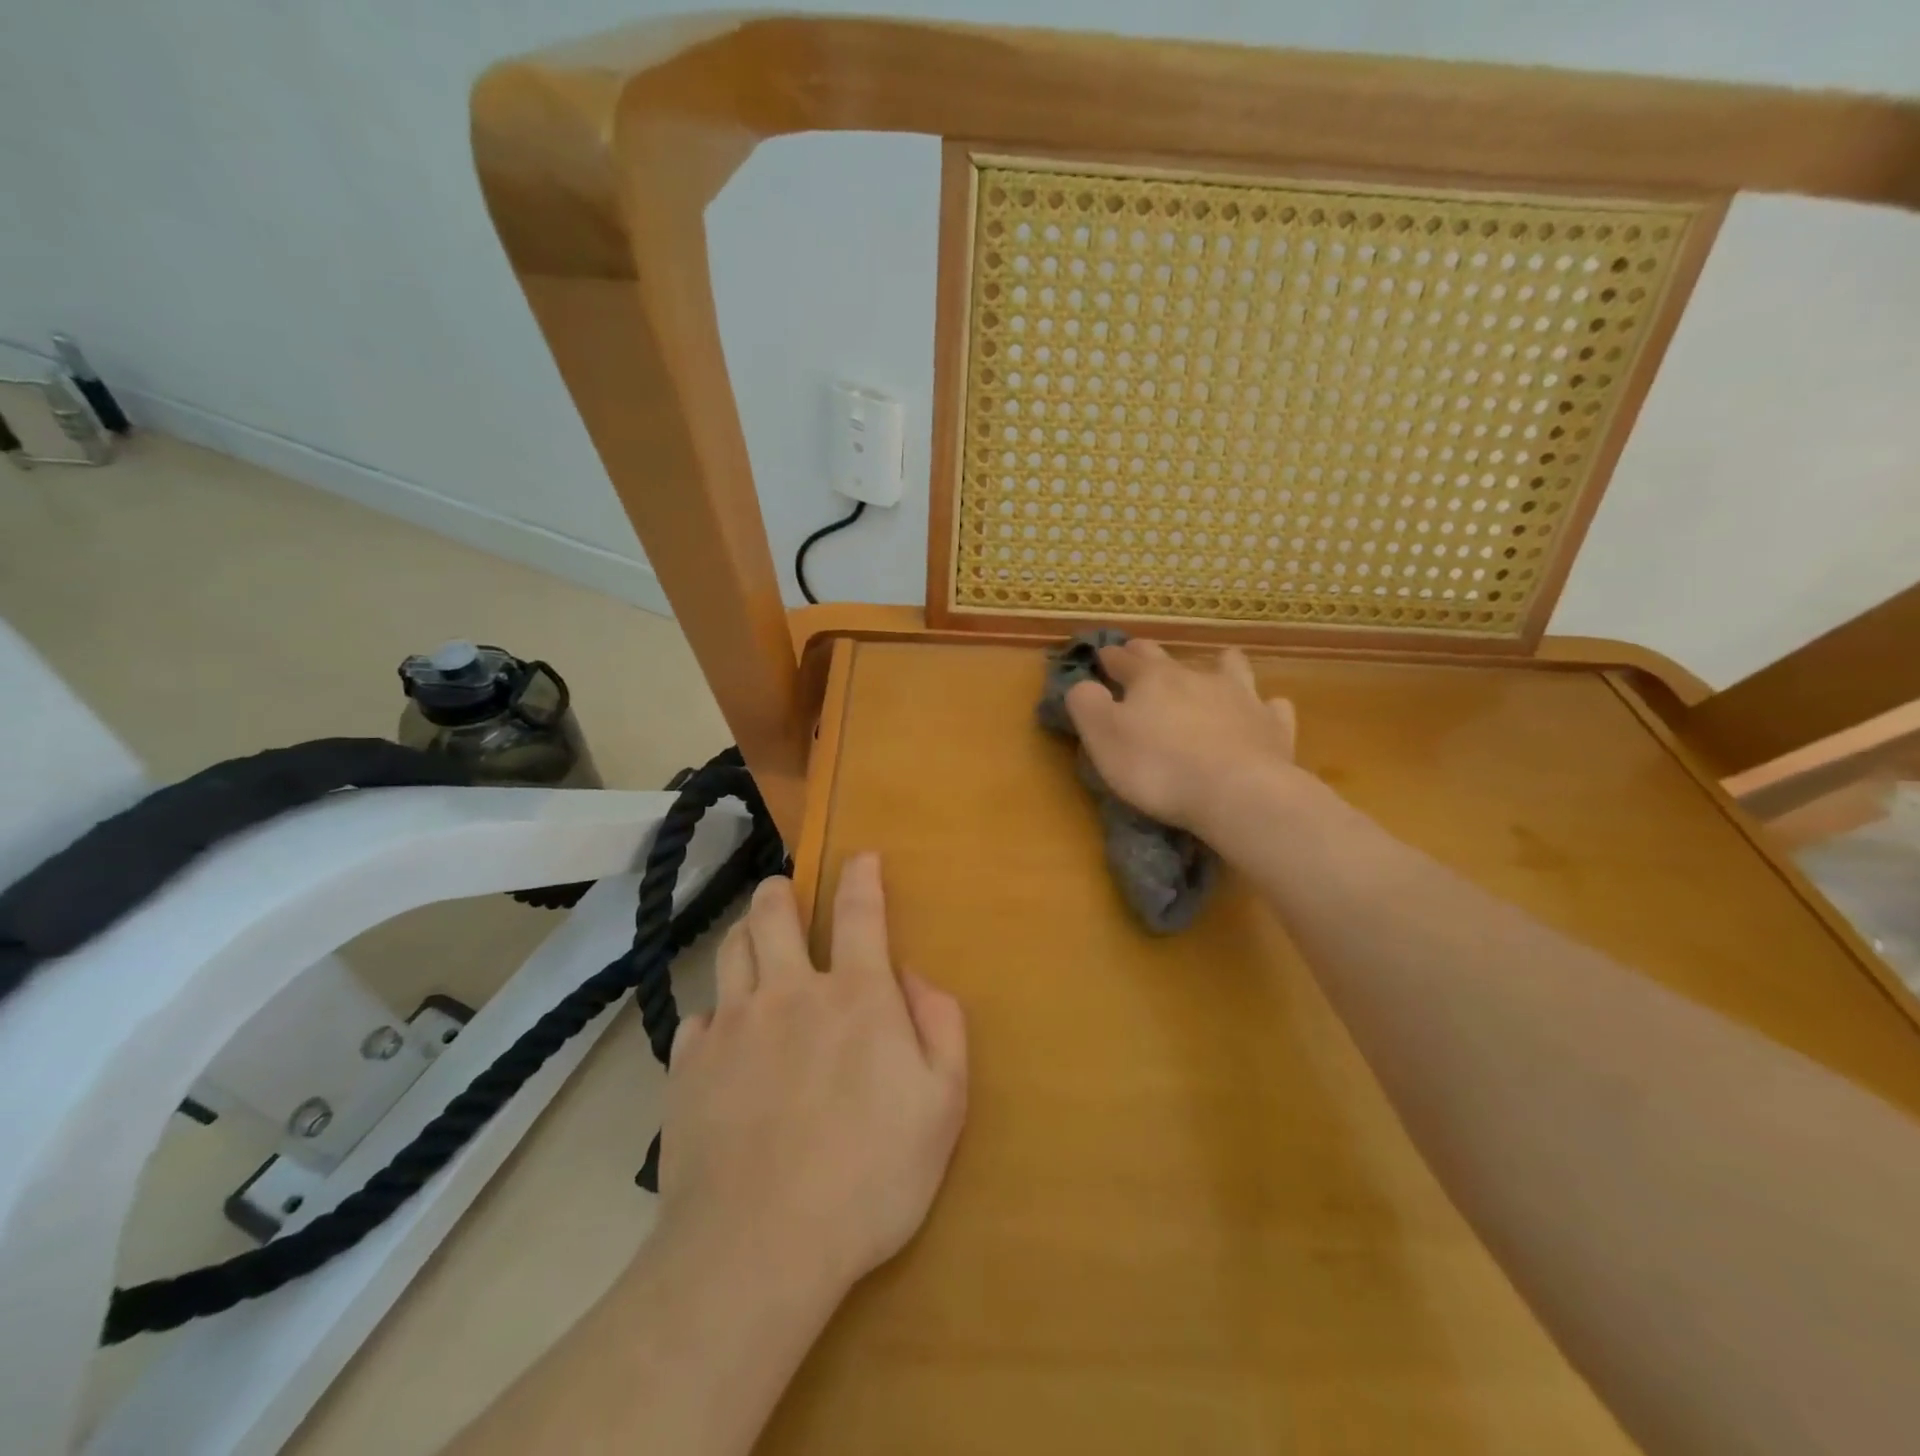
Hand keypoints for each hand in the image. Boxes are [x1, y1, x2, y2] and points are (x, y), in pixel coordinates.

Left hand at [656, 854, 967, 1304]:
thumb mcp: (943, 1105)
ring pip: (730, 950)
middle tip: (785, 893)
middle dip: (781, 892)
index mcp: (855, 996)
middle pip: (773, 914)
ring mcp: (732, 1026)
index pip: (860, 911)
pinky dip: (716, 1014)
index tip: (860, 856)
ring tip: (753, 941)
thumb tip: (913, 977)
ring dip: (745, 933)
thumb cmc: (869, 1177)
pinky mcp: (688, 1066)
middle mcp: (789, 992)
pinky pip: (699, 1017)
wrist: (758, 1249)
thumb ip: (941, 1026)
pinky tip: (722, 1036)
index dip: (861, 875)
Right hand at [1065, 640, 1299, 835]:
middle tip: (1140, 659)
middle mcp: (1197, 677)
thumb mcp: (1103, 737)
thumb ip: (1086, 705)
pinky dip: (1264, 707)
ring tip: (1214, 672)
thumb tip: (1083, 685)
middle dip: (1150, 656)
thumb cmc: (1158, 767)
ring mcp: (1242, 697)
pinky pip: (1272, 706)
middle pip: (1170, 658)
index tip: (1102, 657)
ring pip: (1230, 668)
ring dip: (1218, 666)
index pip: (1124, 660)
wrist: (1237, 793)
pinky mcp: (1273, 726)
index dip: (1110, 658)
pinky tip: (1262, 713)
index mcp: (1152, 679)